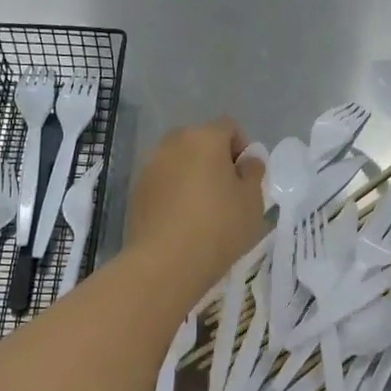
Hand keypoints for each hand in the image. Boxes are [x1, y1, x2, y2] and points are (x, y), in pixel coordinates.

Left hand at [125, 119, 266, 293]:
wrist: (166, 262)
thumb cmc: (219, 227)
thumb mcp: (252, 201)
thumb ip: (253, 173)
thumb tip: (247, 161)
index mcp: (205, 138)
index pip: (229, 128)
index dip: (242, 149)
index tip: (245, 179)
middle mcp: (173, 143)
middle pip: (200, 141)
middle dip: (214, 160)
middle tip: (226, 193)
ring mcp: (150, 166)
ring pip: (178, 162)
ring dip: (191, 176)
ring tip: (202, 210)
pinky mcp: (136, 191)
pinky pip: (162, 183)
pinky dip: (173, 193)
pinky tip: (181, 222)